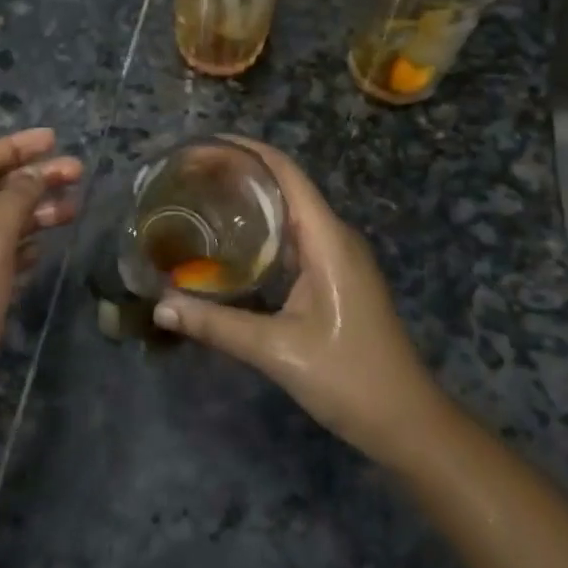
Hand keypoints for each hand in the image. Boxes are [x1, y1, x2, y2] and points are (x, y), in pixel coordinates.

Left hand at [0, 128, 81, 459]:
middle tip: (77, 173)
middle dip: (31, 177)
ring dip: (35, 210)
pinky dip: (28, 243)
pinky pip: (4, 257)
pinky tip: (49, 244)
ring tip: (75, 206)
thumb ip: (11, 205)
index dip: (11, 147)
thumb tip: (31, 175)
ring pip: (1, 224)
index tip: (53, 141)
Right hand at [151, 138, 447, 467]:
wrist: (407, 422)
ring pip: (292, 211)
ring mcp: (339, 256)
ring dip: (253, 200)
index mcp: (327, 239)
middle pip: (287, 185)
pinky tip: (234, 244)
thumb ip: (216, 326)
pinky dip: (264, 229)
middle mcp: (335, 237)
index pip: (286, 172)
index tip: (204, 145)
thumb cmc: (349, 378)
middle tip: (192, 175)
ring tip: (204, 198)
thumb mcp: (276, 351)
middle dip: (242, 172)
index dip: (247, 150)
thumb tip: (160, 307)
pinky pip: (297, 236)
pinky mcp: (337, 276)